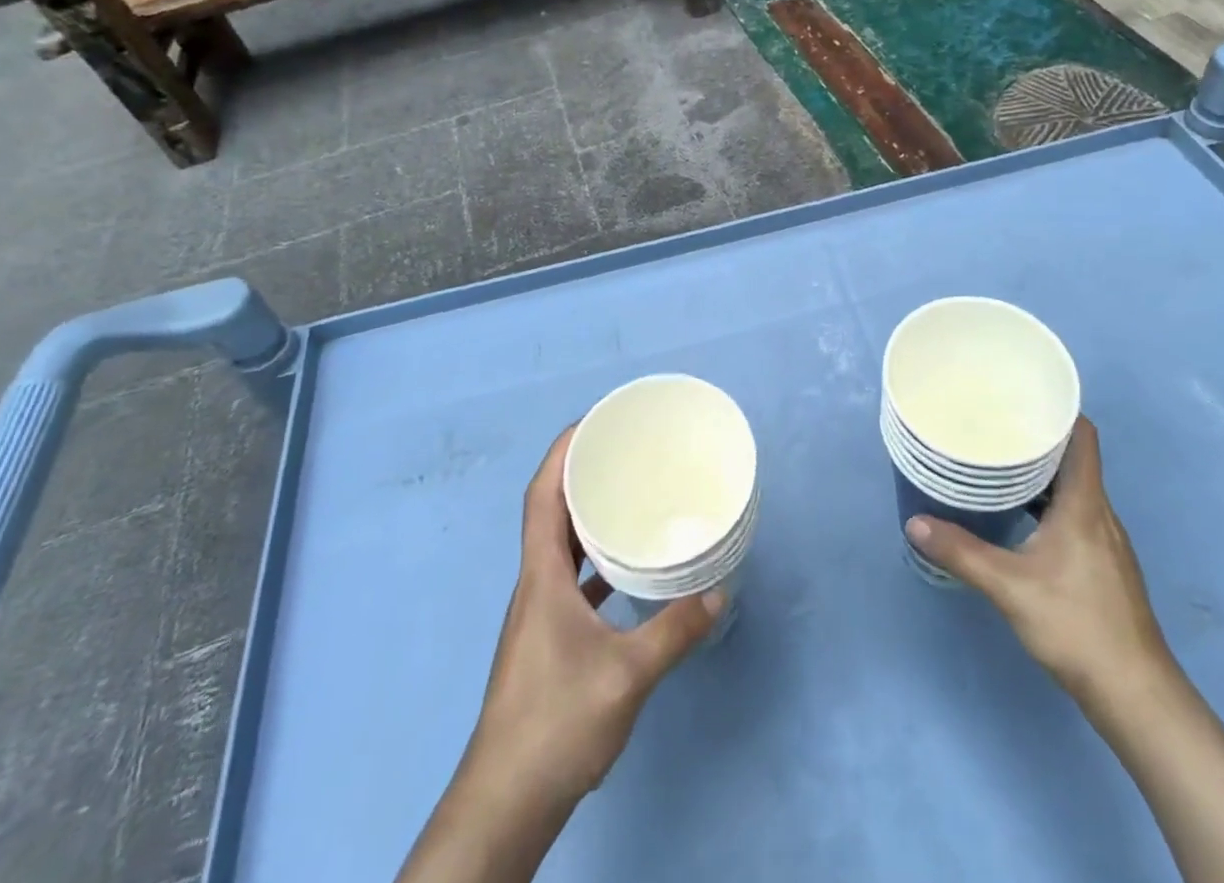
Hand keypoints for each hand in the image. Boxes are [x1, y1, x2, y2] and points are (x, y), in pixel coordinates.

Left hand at [467, 426, 722, 807]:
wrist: (506, 801)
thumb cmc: (558, 722)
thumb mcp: (627, 674)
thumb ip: (674, 631)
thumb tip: (717, 594)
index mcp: (541, 576)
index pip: (542, 495)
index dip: (561, 453)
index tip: (592, 423)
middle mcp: (534, 585)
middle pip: (549, 513)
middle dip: (579, 475)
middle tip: (621, 454)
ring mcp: (537, 614)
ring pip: (558, 547)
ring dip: (584, 518)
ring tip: (625, 500)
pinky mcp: (545, 640)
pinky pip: (569, 580)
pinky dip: (592, 563)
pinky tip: (623, 573)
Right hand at [906, 416, 1168, 703]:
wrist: (1136, 696)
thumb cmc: (1076, 626)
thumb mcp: (1009, 587)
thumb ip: (961, 551)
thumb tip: (914, 522)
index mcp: (1085, 504)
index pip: (1083, 437)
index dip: (1058, 409)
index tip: (1021, 396)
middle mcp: (1101, 514)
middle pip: (1074, 459)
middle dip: (1037, 439)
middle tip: (994, 426)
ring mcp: (1106, 542)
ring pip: (1074, 489)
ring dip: (1041, 474)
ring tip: (998, 465)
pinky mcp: (1104, 566)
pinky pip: (1076, 514)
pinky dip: (1048, 503)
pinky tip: (1020, 518)